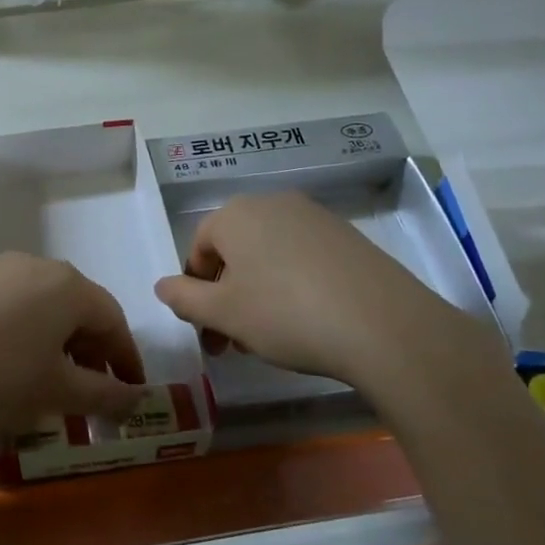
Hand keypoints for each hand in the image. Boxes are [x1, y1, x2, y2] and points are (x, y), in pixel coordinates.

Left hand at [0, 253, 145, 439]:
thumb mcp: (56, 393)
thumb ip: (104, 394)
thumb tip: (135, 397)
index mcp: (66, 285)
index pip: (113, 319)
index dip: (126, 359)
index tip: (131, 393)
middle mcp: (33, 265)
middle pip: (76, 308)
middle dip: (89, 352)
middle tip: (90, 393)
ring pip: (40, 306)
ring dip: (54, 343)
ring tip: (46, 383)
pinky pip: (7, 306)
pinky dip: (20, 334)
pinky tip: (4, 365)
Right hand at [153, 192, 506, 394]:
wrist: (382, 325)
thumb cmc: (284, 314)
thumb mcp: (223, 313)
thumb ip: (184, 298)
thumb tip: (162, 286)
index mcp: (235, 214)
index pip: (199, 248)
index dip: (196, 290)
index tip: (207, 329)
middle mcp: (272, 204)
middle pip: (235, 250)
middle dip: (227, 295)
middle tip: (234, 340)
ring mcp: (314, 217)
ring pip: (268, 255)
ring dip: (258, 293)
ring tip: (269, 337)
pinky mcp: (347, 237)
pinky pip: (303, 258)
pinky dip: (293, 285)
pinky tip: (307, 321)